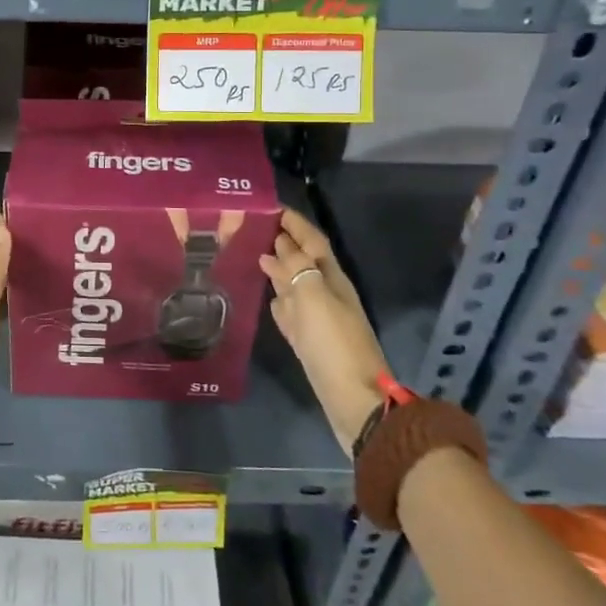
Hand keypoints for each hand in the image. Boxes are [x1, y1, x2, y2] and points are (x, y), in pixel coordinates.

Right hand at [259, 209, 387, 451]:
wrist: (353, 399)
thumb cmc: (333, 343)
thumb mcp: (313, 297)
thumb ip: (295, 268)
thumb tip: (277, 246)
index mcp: (332, 278)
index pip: (312, 240)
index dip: (294, 222)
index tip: (269, 205)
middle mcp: (327, 293)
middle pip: (303, 260)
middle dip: (283, 242)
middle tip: (252, 227)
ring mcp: (319, 319)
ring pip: (296, 285)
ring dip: (279, 270)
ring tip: (252, 255)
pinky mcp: (310, 342)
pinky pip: (292, 313)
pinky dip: (280, 302)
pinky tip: (267, 299)